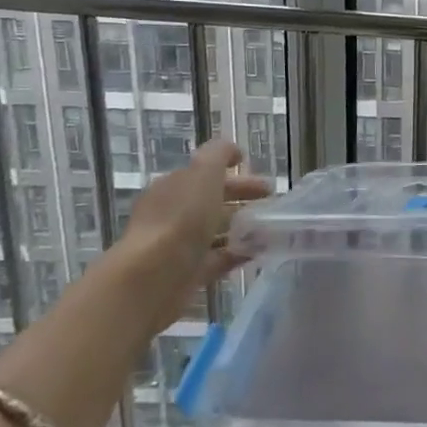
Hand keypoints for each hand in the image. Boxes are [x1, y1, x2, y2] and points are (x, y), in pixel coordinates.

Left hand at [121, 139, 271, 332]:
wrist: (153, 276)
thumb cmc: (181, 217)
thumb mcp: (203, 171)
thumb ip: (219, 154)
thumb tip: (234, 150)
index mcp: (173, 188)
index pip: (206, 176)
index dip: (236, 175)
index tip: (265, 183)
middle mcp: (172, 214)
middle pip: (212, 203)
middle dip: (242, 201)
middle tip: (273, 204)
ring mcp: (178, 246)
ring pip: (215, 232)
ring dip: (242, 229)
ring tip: (271, 229)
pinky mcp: (186, 274)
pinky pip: (217, 260)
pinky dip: (237, 254)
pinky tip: (259, 253)